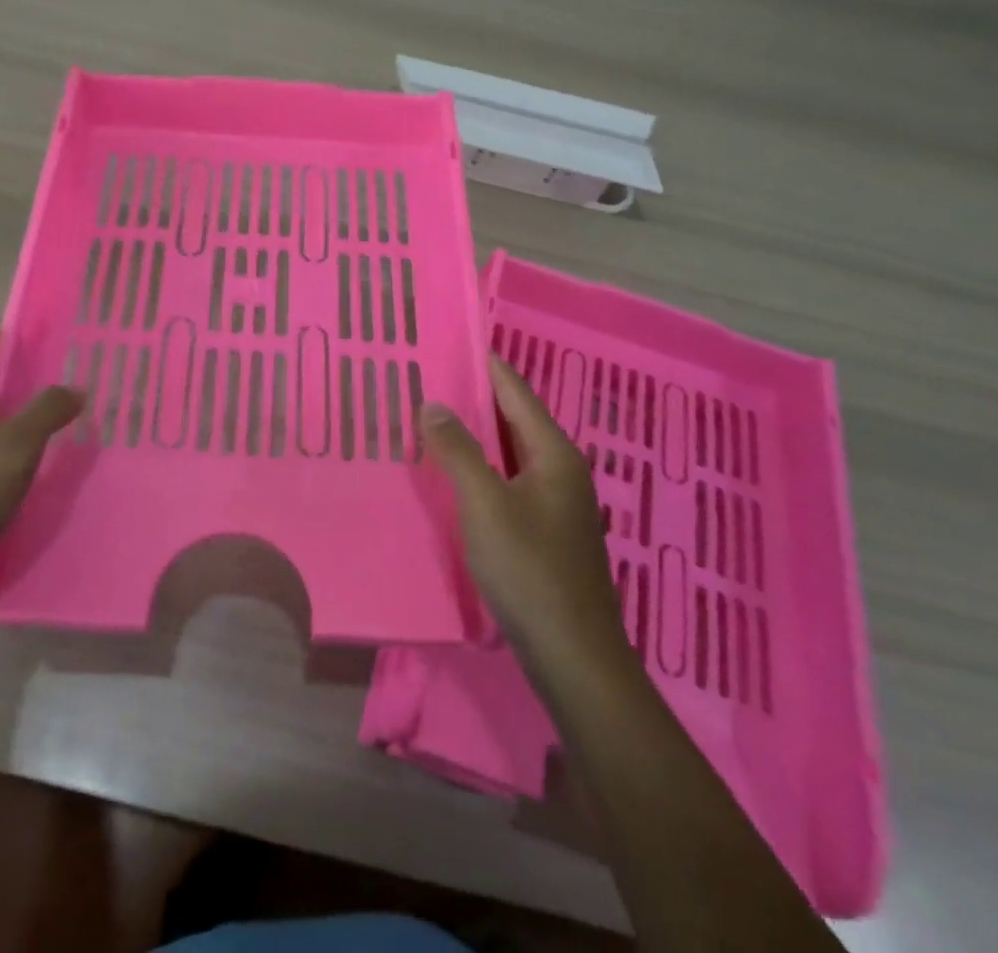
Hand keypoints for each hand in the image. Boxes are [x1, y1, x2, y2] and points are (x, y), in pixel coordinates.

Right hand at [420, 357, 626, 665]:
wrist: (573, 655)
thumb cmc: (530, 569)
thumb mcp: (485, 503)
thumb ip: (457, 451)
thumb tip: (433, 403)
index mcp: (554, 453)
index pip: (515, 391)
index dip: (483, 364)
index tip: (448, 342)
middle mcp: (559, 470)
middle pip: (513, 419)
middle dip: (471, 398)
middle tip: (425, 379)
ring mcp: (555, 503)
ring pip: (509, 453)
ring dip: (473, 436)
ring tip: (428, 420)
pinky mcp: (544, 531)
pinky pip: (507, 482)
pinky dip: (480, 469)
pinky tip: (450, 476)